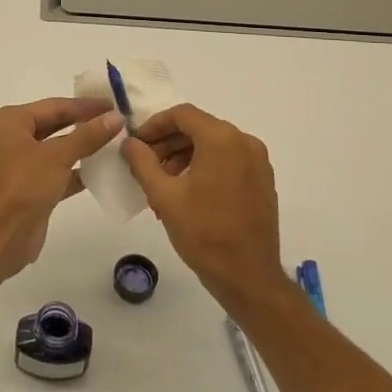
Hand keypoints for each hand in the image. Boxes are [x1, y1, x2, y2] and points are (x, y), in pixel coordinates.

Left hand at [0, 97, 122, 283]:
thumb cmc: (21, 186)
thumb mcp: (57, 156)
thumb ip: (88, 135)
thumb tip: (116, 117)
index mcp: (10, 121)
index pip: (54, 106)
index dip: (85, 106)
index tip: (115, 104)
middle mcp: (12, 138)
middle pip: (56, 125)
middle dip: (86, 124)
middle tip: (119, 121)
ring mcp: (21, 165)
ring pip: (58, 150)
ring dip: (85, 148)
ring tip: (118, 144)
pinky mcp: (31, 189)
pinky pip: (59, 173)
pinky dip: (79, 172)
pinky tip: (105, 171)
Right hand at [122, 104, 288, 309]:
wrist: (249, 277)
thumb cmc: (204, 233)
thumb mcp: (164, 196)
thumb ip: (143, 162)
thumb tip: (130, 142)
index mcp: (222, 139)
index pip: (182, 115)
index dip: (154, 125)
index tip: (136, 144)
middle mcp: (244, 142)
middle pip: (198, 128)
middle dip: (168, 143)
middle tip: (146, 166)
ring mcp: (258, 161)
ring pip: (213, 145)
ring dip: (184, 156)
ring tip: (163, 184)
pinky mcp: (262, 180)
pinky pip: (228, 161)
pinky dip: (205, 167)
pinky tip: (187, 193)